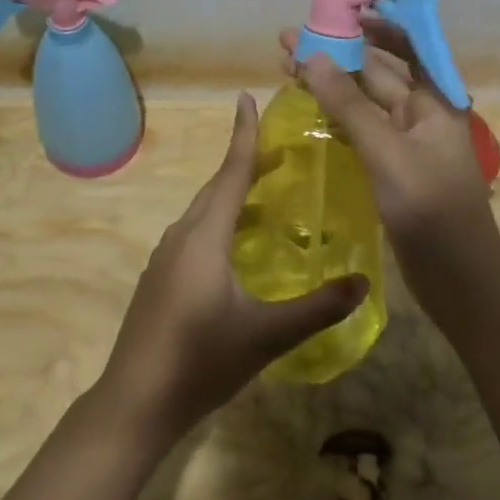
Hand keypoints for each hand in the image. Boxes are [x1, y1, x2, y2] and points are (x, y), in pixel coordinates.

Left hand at [95, 93, 367, 446]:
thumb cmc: (200, 362)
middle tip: (282, 152)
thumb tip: (364, 282)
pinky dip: (221, 223)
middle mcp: (181, 236)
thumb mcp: (266, 336)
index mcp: (204, 237)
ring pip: (204, 213)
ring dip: (234, 196)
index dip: (243, 136)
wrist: (135, 401)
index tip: (247, 98)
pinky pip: (195, 234)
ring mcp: (166, 257)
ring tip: (268, 194)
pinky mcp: (161, 278)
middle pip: (216, 188)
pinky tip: (239, 246)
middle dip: (245, 164)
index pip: (230, 173)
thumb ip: (317, 309)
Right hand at [278, 25, 499, 316]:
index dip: (373, 22)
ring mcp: (406, 143)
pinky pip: (360, 130)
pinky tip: (309, 110)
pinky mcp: (392, 168)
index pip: (404, 45)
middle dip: (335, 53)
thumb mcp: (387, 153)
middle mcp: (420, 114)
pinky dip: (335, 115)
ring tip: (287, 68)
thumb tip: (311, 57)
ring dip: (330, 83)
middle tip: (288, 41)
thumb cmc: (430, 212)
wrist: (459, 281)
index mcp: (433, 101)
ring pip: (363, 102)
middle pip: (375, 72)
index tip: (337, 5)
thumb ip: (349, 105)